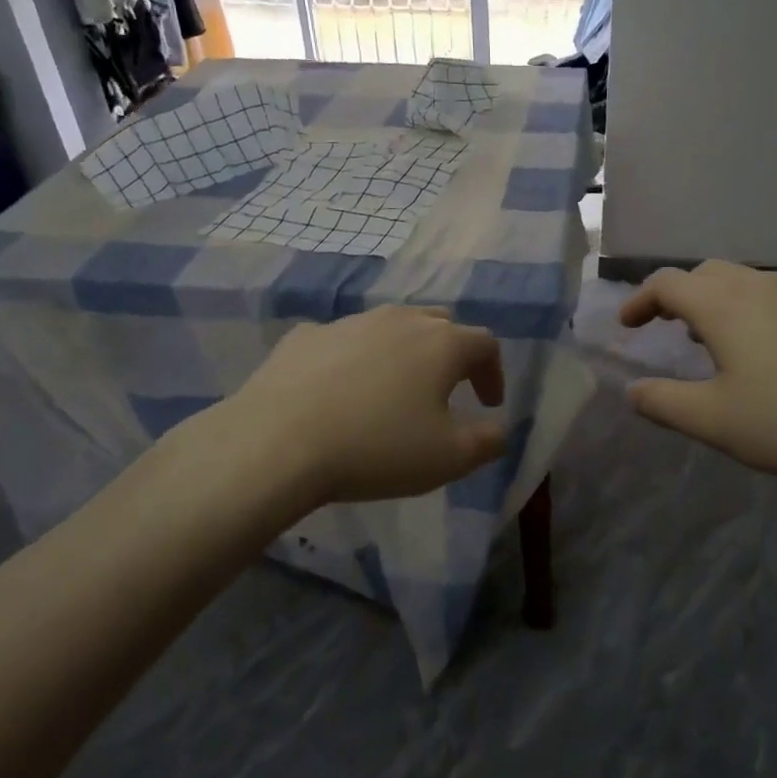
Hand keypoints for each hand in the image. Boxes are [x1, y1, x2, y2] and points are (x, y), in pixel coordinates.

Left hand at [215, 306, 507, 505]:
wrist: (277, 442)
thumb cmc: (377, 448)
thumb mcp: (450, 457)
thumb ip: (489, 441)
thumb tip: (498, 428)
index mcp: (441, 343)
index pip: (485, 344)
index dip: (493, 373)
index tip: (487, 404)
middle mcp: (399, 320)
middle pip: (440, 324)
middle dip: (452, 354)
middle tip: (447, 389)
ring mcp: (349, 322)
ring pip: (390, 326)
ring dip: (403, 352)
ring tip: (393, 389)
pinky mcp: (305, 336)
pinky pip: (343, 340)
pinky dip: (354, 358)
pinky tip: (340, 389)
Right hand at [618, 261, 776, 491]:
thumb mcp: (717, 422)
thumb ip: (665, 403)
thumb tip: (632, 390)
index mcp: (722, 305)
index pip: (666, 283)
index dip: (638, 301)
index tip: (626, 327)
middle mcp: (757, 287)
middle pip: (703, 274)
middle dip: (675, 295)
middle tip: (663, 327)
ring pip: (740, 282)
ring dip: (711, 301)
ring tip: (706, 339)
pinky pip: (769, 297)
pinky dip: (744, 311)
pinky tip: (759, 353)